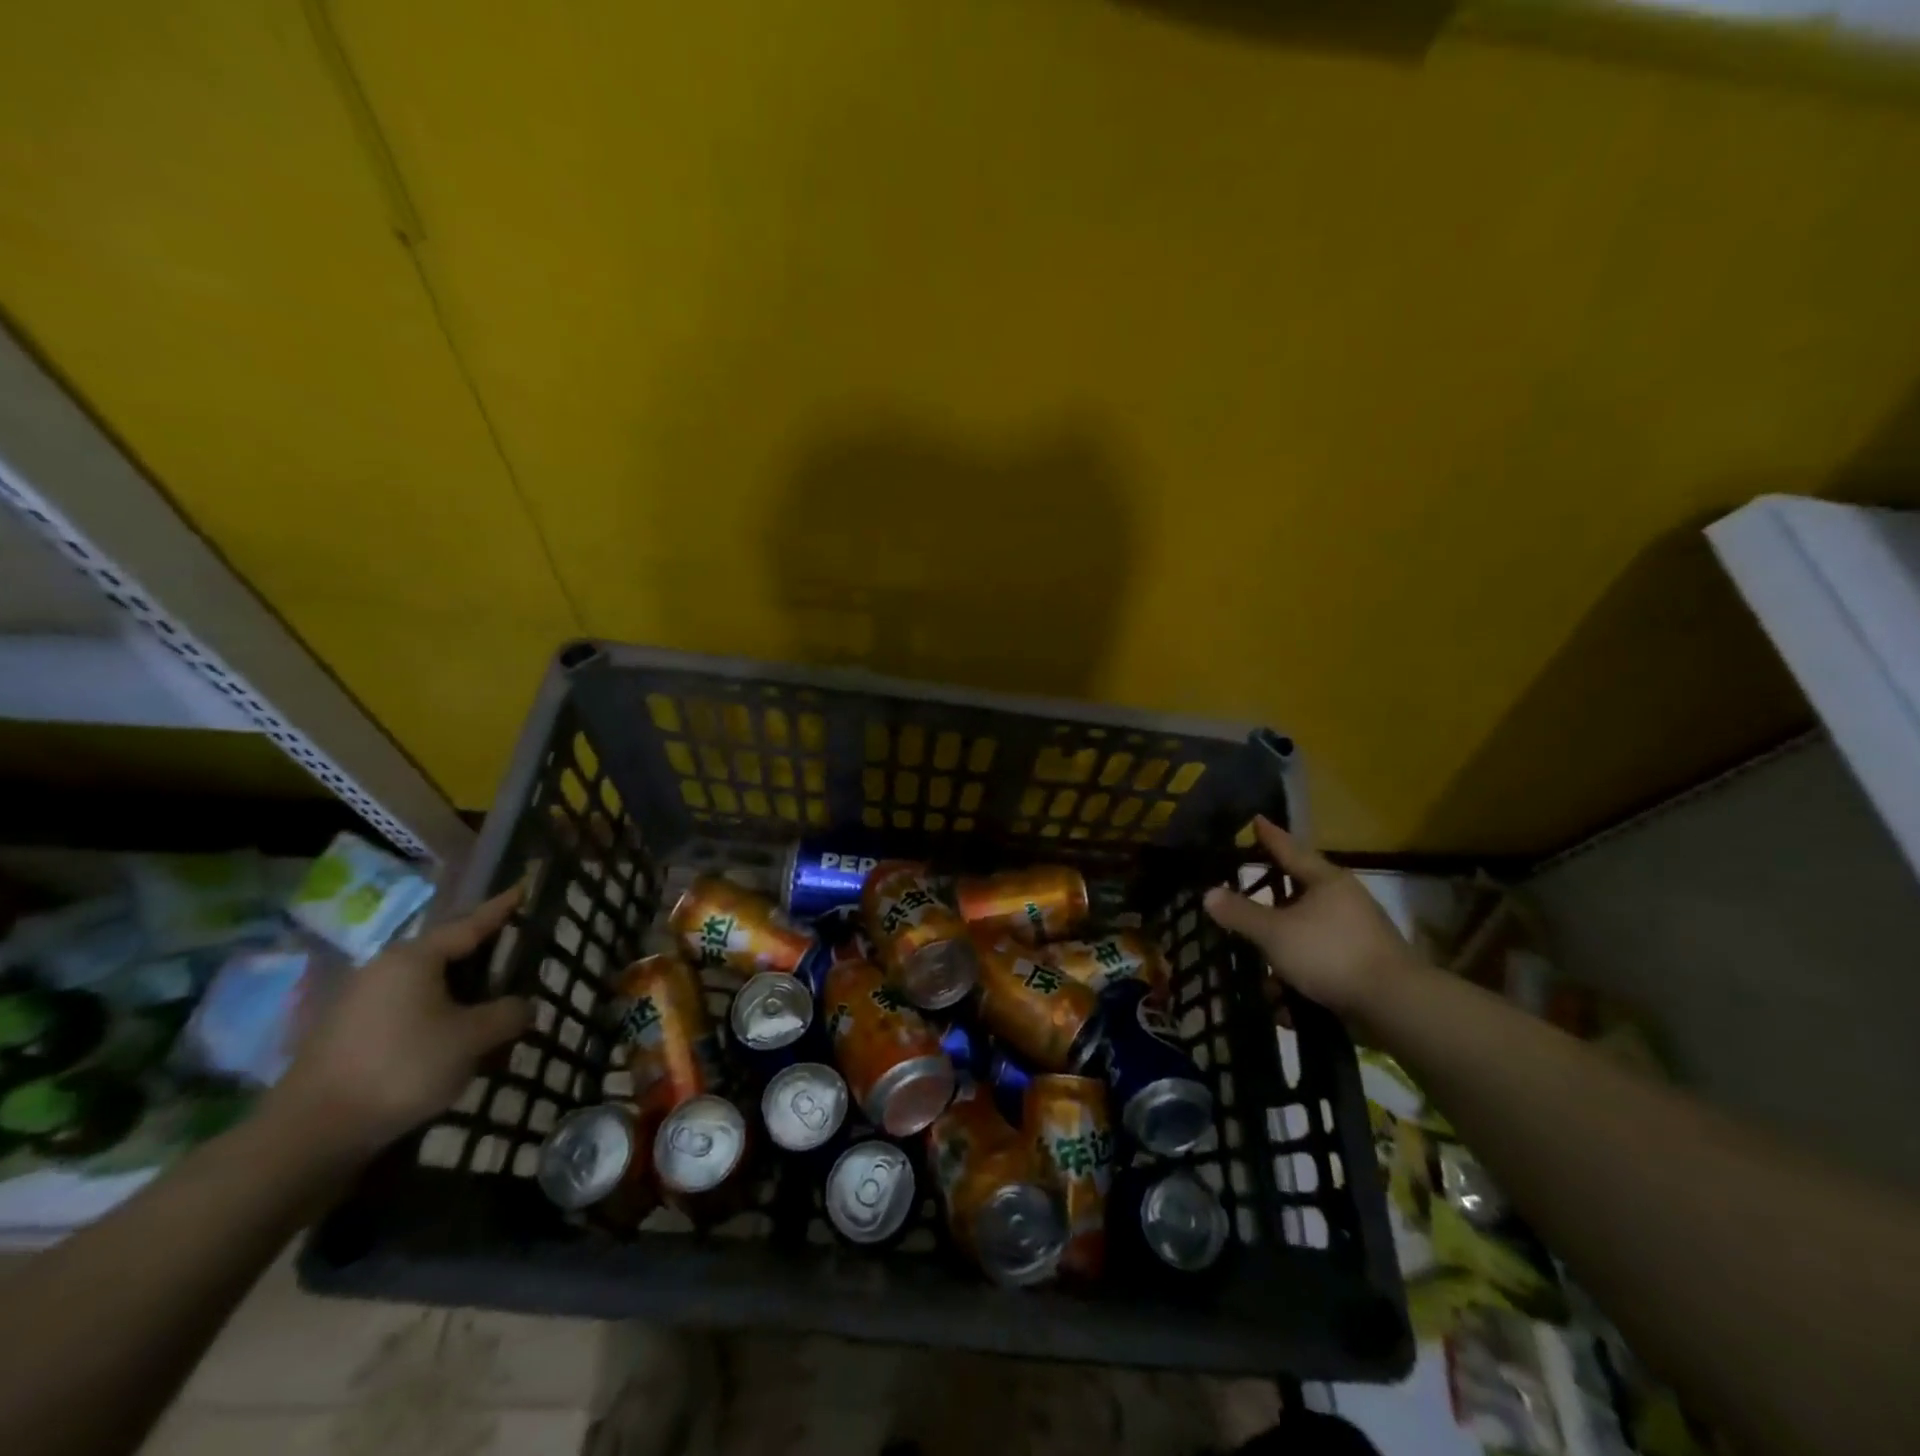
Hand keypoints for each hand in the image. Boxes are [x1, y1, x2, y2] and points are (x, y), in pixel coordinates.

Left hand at [265, 885, 531, 1161]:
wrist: (309, 1134)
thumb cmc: (402, 1069)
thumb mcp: (473, 1039)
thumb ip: (508, 1014)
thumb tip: (524, 1006)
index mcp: (415, 957)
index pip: (471, 924)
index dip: (501, 909)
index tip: (523, 888)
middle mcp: (384, 968)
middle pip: (447, 954)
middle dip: (483, 958)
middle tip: (516, 959)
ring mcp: (359, 1001)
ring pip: (426, 986)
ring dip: (460, 995)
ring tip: (489, 1012)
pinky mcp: (346, 1034)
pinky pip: (406, 1011)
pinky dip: (435, 1017)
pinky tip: (450, 1043)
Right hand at [1202, 817, 1414, 1021]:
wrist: (1395, 1004)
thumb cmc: (1330, 953)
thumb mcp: (1275, 933)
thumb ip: (1241, 913)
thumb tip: (1209, 893)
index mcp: (1326, 881)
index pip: (1290, 849)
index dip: (1270, 836)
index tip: (1257, 819)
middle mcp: (1344, 899)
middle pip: (1300, 889)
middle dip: (1272, 894)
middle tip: (1246, 888)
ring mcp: (1357, 931)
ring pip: (1307, 928)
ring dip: (1282, 941)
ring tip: (1257, 955)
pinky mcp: (1362, 963)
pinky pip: (1319, 958)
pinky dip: (1298, 970)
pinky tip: (1281, 994)